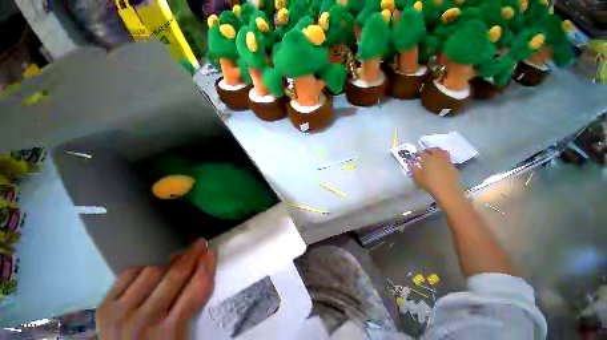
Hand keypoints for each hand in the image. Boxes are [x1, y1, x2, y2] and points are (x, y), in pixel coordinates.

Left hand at [96, 239, 215, 339]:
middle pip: (174, 277)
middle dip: (191, 256)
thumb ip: (191, 304)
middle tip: (200, 243)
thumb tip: (201, 270)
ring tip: (178, 256)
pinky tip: (152, 267)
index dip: (206, 268)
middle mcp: (145, 320)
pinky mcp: (105, 307)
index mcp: (169, 333)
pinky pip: (128, 274)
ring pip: (152, 271)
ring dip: (169, 262)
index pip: (195, 291)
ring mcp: (121, 312)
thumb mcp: (181, 335)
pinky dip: (144, 267)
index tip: (212, 253)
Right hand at [409, 148, 459, 199]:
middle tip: (425, 153)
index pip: (422, 153)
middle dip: (429, 150)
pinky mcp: (453, 167)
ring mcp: (447, 162)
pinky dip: (443, 159)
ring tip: (434, 156)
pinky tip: (441, 164)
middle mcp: (438, 158)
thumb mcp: (417, 177)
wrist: (447, 191)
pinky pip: (448, 159)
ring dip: (438, 152)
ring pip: (443, 152)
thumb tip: (410, 163)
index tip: (415, 155)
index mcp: (428, 160)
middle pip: (434, 150)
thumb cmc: (429, 184)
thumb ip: (413, 169)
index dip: (418, 153)